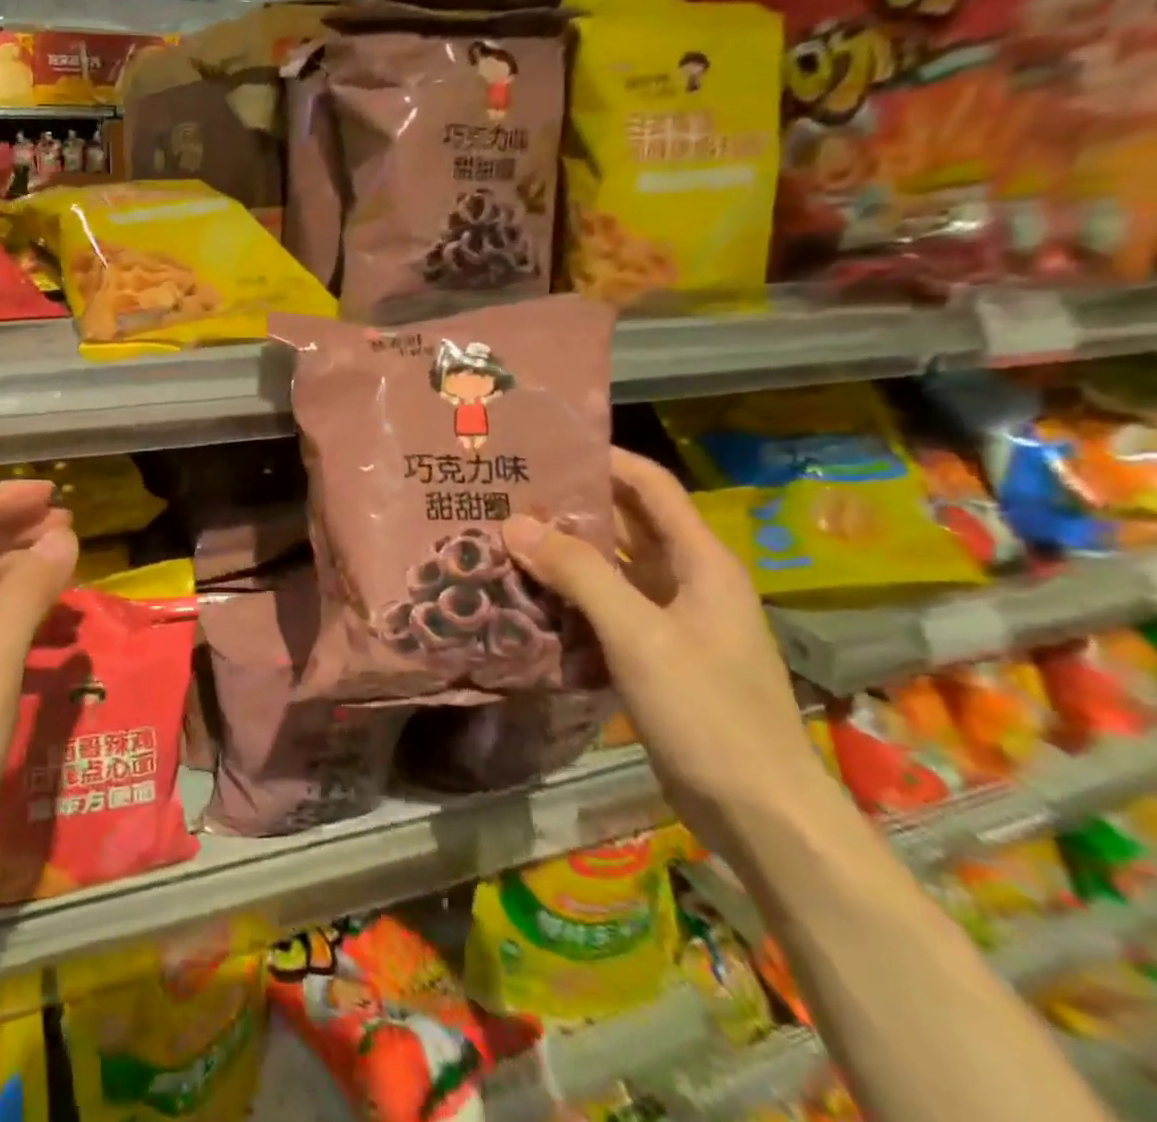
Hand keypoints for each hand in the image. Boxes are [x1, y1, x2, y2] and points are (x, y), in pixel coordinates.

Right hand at [501, 449, 836, 857]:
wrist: (759, 814)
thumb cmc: (709, 712)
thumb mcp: (640, 635)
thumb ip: (579, 575)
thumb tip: (515, 523)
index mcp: (701, 562)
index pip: (651, 487)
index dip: (606, 459)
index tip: (546, 447)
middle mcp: (688, 581)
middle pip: (626, 524)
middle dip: (571, 506)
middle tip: (506, 493)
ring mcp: (672, 621)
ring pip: (612, 568)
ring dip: (564, 553)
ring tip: (503, 537)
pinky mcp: (654, 656)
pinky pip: (605, 608)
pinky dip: (569, 596)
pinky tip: (526, 596)